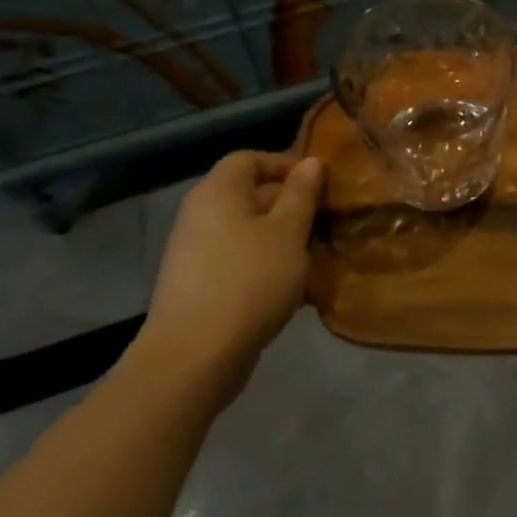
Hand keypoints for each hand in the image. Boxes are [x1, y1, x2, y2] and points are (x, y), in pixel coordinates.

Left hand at [138, 151, 323, 386]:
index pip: (249, 158)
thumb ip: (302, 194)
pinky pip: (237, 261)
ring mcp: (194, 252)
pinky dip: (263, 267)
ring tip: (313, 259)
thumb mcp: (288, 232)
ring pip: (246, 232)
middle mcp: (200, 214)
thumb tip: (311, 162)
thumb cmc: (249, 280)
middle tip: (322, 224)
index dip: (284, 164)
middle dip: (289, 206)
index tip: (317, 185)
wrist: (193, 357)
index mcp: (218, 192)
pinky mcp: (196, 286)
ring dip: (280, 241)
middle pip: (248, 195)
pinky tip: (291, 291)